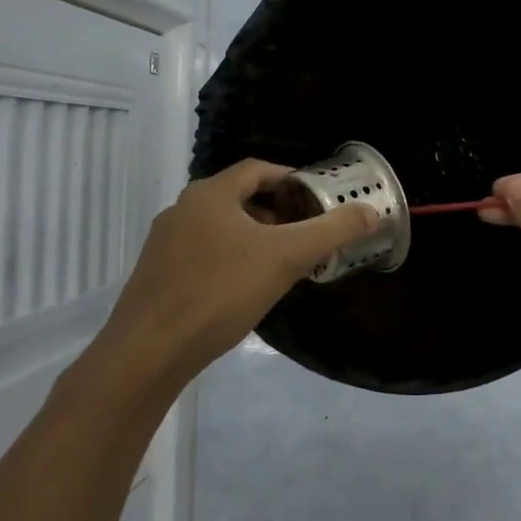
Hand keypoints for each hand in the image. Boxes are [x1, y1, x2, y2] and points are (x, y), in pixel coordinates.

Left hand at [93, 159, 376, 390]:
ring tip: (282, 262)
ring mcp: (165, 242)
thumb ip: (331, 231)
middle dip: (277, 211)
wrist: (149, 351)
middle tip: (306, 232)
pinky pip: (204, 252)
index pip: (258, 170)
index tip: (318, 197)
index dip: (291, 178)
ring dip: (254, 236)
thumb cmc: (220, 292)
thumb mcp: (286, 258)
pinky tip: (245, 288)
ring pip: (220, 227)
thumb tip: (371, 211)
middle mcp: (183, 209)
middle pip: (239, 198)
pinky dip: (231, 258)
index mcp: (210, 194)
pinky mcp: (157, 273)